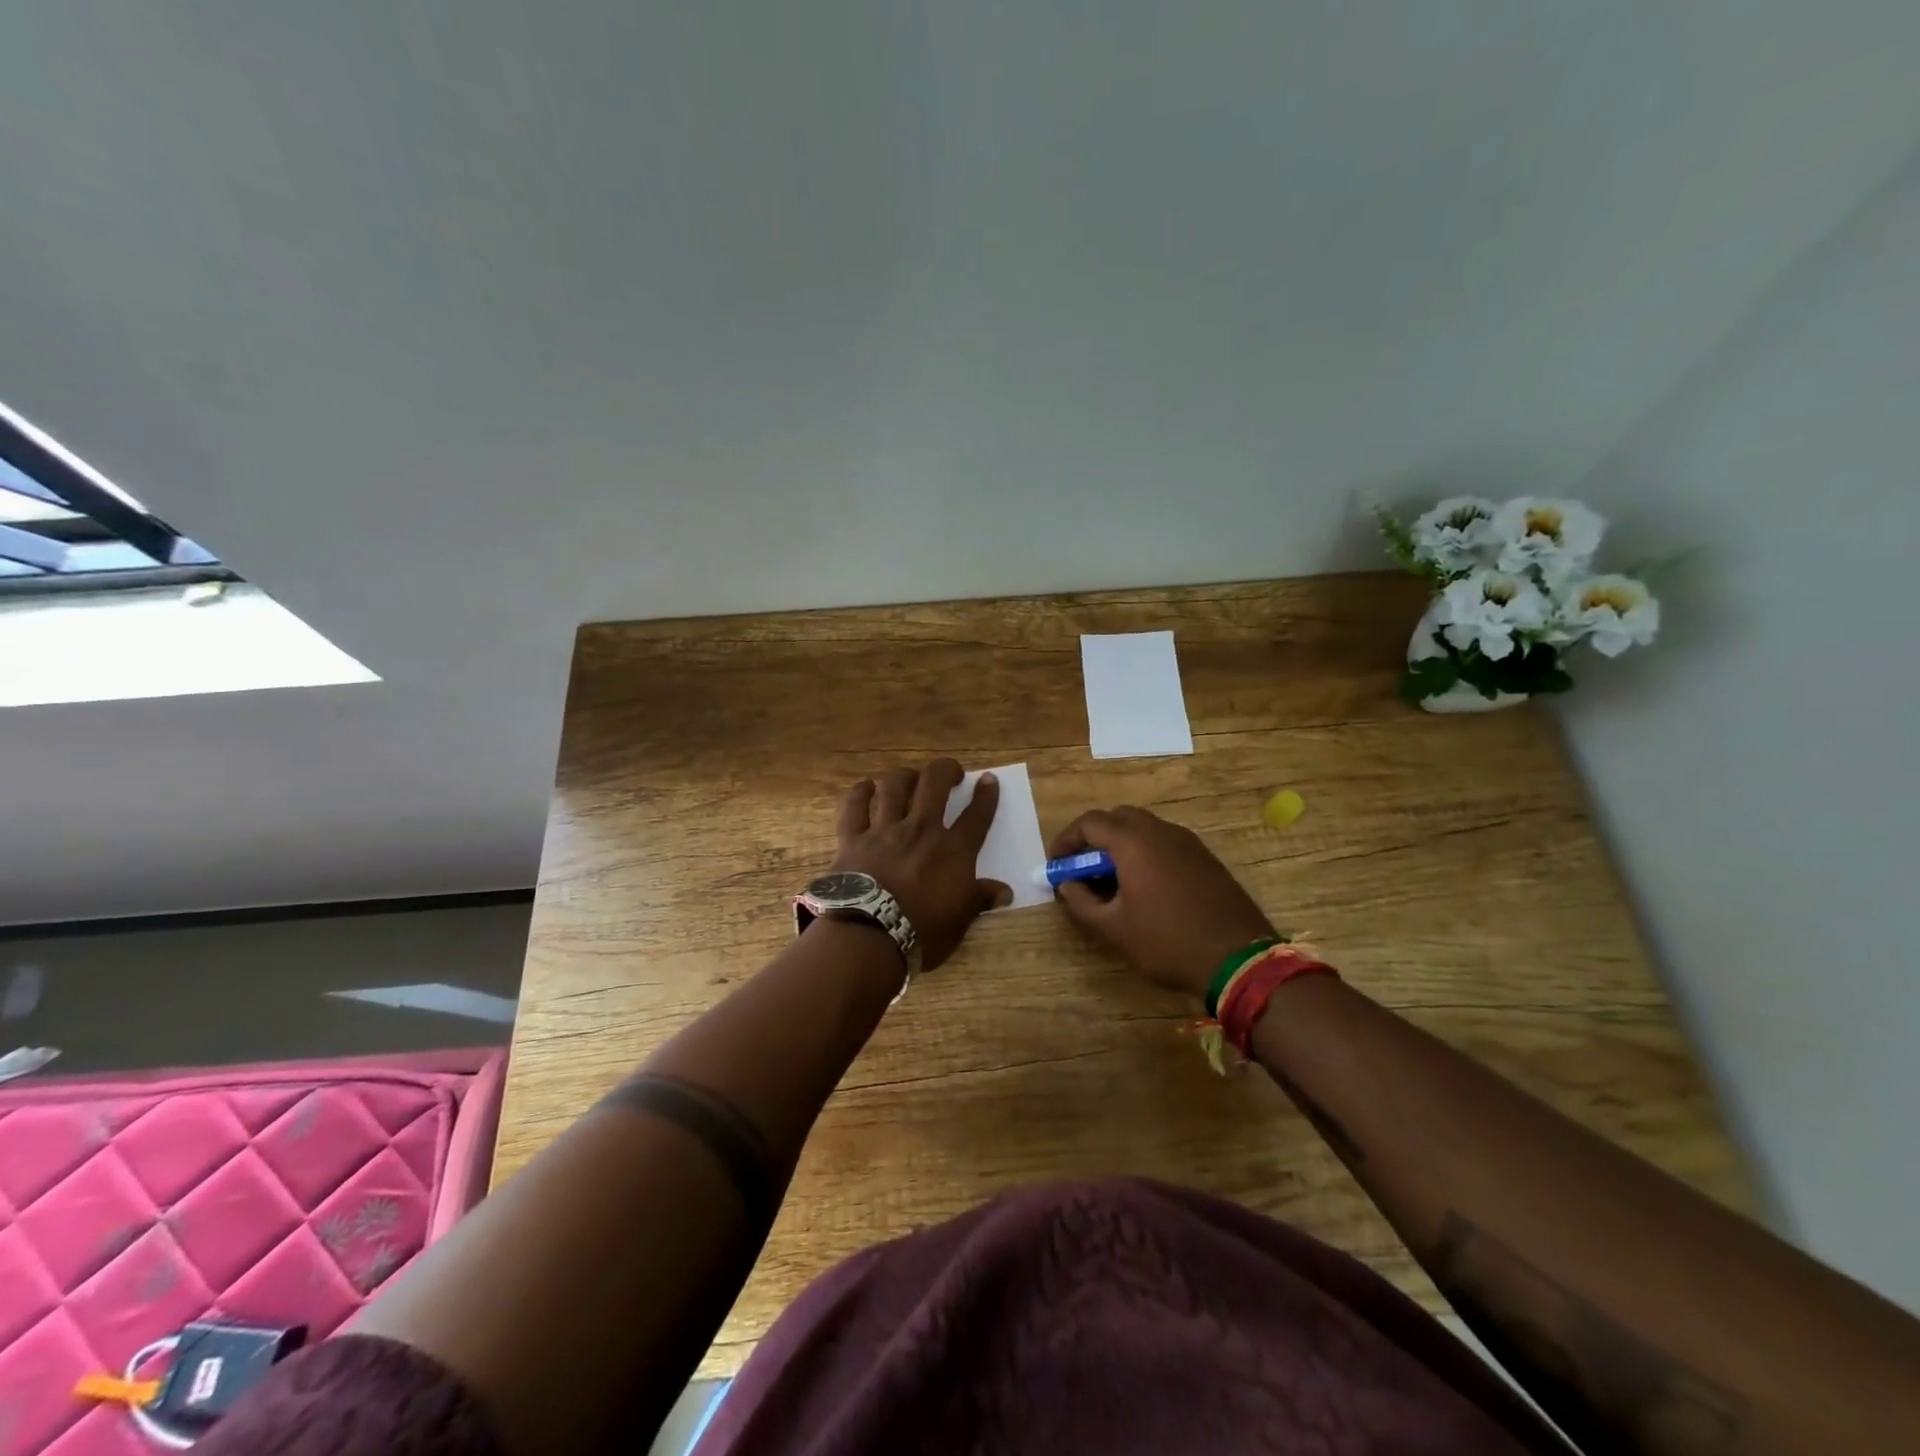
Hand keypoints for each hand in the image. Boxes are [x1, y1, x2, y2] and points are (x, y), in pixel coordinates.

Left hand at [830, 759, 1010, 970]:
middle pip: (935, 784)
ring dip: (905, 776)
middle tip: (951, 774)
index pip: (977, 815)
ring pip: (894, 786)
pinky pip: (854, 806)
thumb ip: (981, 899)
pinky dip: (860, 793)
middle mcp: (921, 829)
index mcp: (953, 850)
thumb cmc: (922, 931)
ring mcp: (884, 830)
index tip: (989, 780)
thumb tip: (1006, 892)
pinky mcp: (852, 838)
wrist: (869, 936)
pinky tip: (866, 787)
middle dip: (946, 770)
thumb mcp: (960, 920)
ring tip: (911, 778)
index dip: (986, 795)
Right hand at [1050, 806, 1275, 998]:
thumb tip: (1066, 885)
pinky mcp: (1205, 858)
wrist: (1238, 959)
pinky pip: (1164, 843)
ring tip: (1110, 881)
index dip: (1067, 841)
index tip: (1056, 865)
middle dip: (1093, 839)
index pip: (1090, 823)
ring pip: (1143, 829)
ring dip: (1120, 846)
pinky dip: (1144, 854)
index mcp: (1134, 841)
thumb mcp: (1113, 929)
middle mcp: (1161, 831)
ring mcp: (1188, 842)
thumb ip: (1080, 902)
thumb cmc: (1167, 942)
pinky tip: (1144, 887)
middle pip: (1117, 818)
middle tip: (1082, 869)